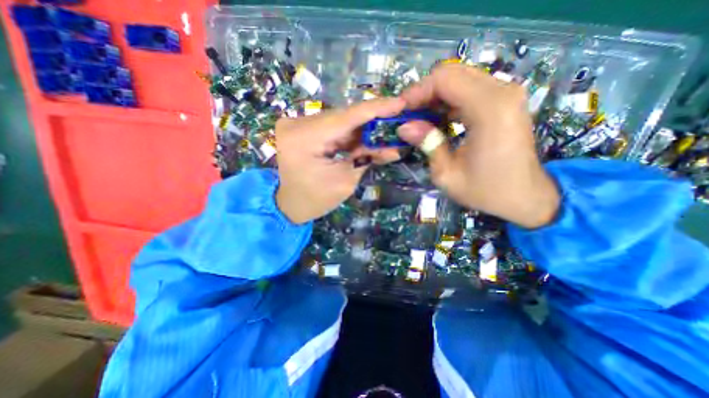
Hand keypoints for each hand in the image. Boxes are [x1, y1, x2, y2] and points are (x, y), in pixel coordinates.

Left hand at [275, 97, 403, 222]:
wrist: (289, 204)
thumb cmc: (315, 200)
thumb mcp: (346, 181)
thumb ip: (368, 158)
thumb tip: (395, 147)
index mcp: (304, 138)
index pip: (347, 116)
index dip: (376, 108)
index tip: (400, 103)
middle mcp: (297, 123)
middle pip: (344, 116)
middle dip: (373, 120)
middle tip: (398, 121)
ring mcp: (297, 124)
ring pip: (340, 121)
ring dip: (363, 128)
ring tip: (386, 132)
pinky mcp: (302, 128)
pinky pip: (333, 127)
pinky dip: (351, 133)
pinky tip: (368, 138)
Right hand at [397, 63, 559, 228]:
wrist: (525, 196)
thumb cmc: (485, 190)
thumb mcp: (447, 174)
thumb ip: (427, 144)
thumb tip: (404, 127)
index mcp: (489, 110)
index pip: (445, 79)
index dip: (417, 91)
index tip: (401, 110)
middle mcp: (502, 92)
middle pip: (452, 73)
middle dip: (425, 92)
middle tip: (410, 115)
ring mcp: (507, 94)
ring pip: (460, 79)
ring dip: (436, 97)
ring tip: (421, 119)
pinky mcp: (505, 101)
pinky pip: (470, 89)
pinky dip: (450, 100)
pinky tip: (439, 119)